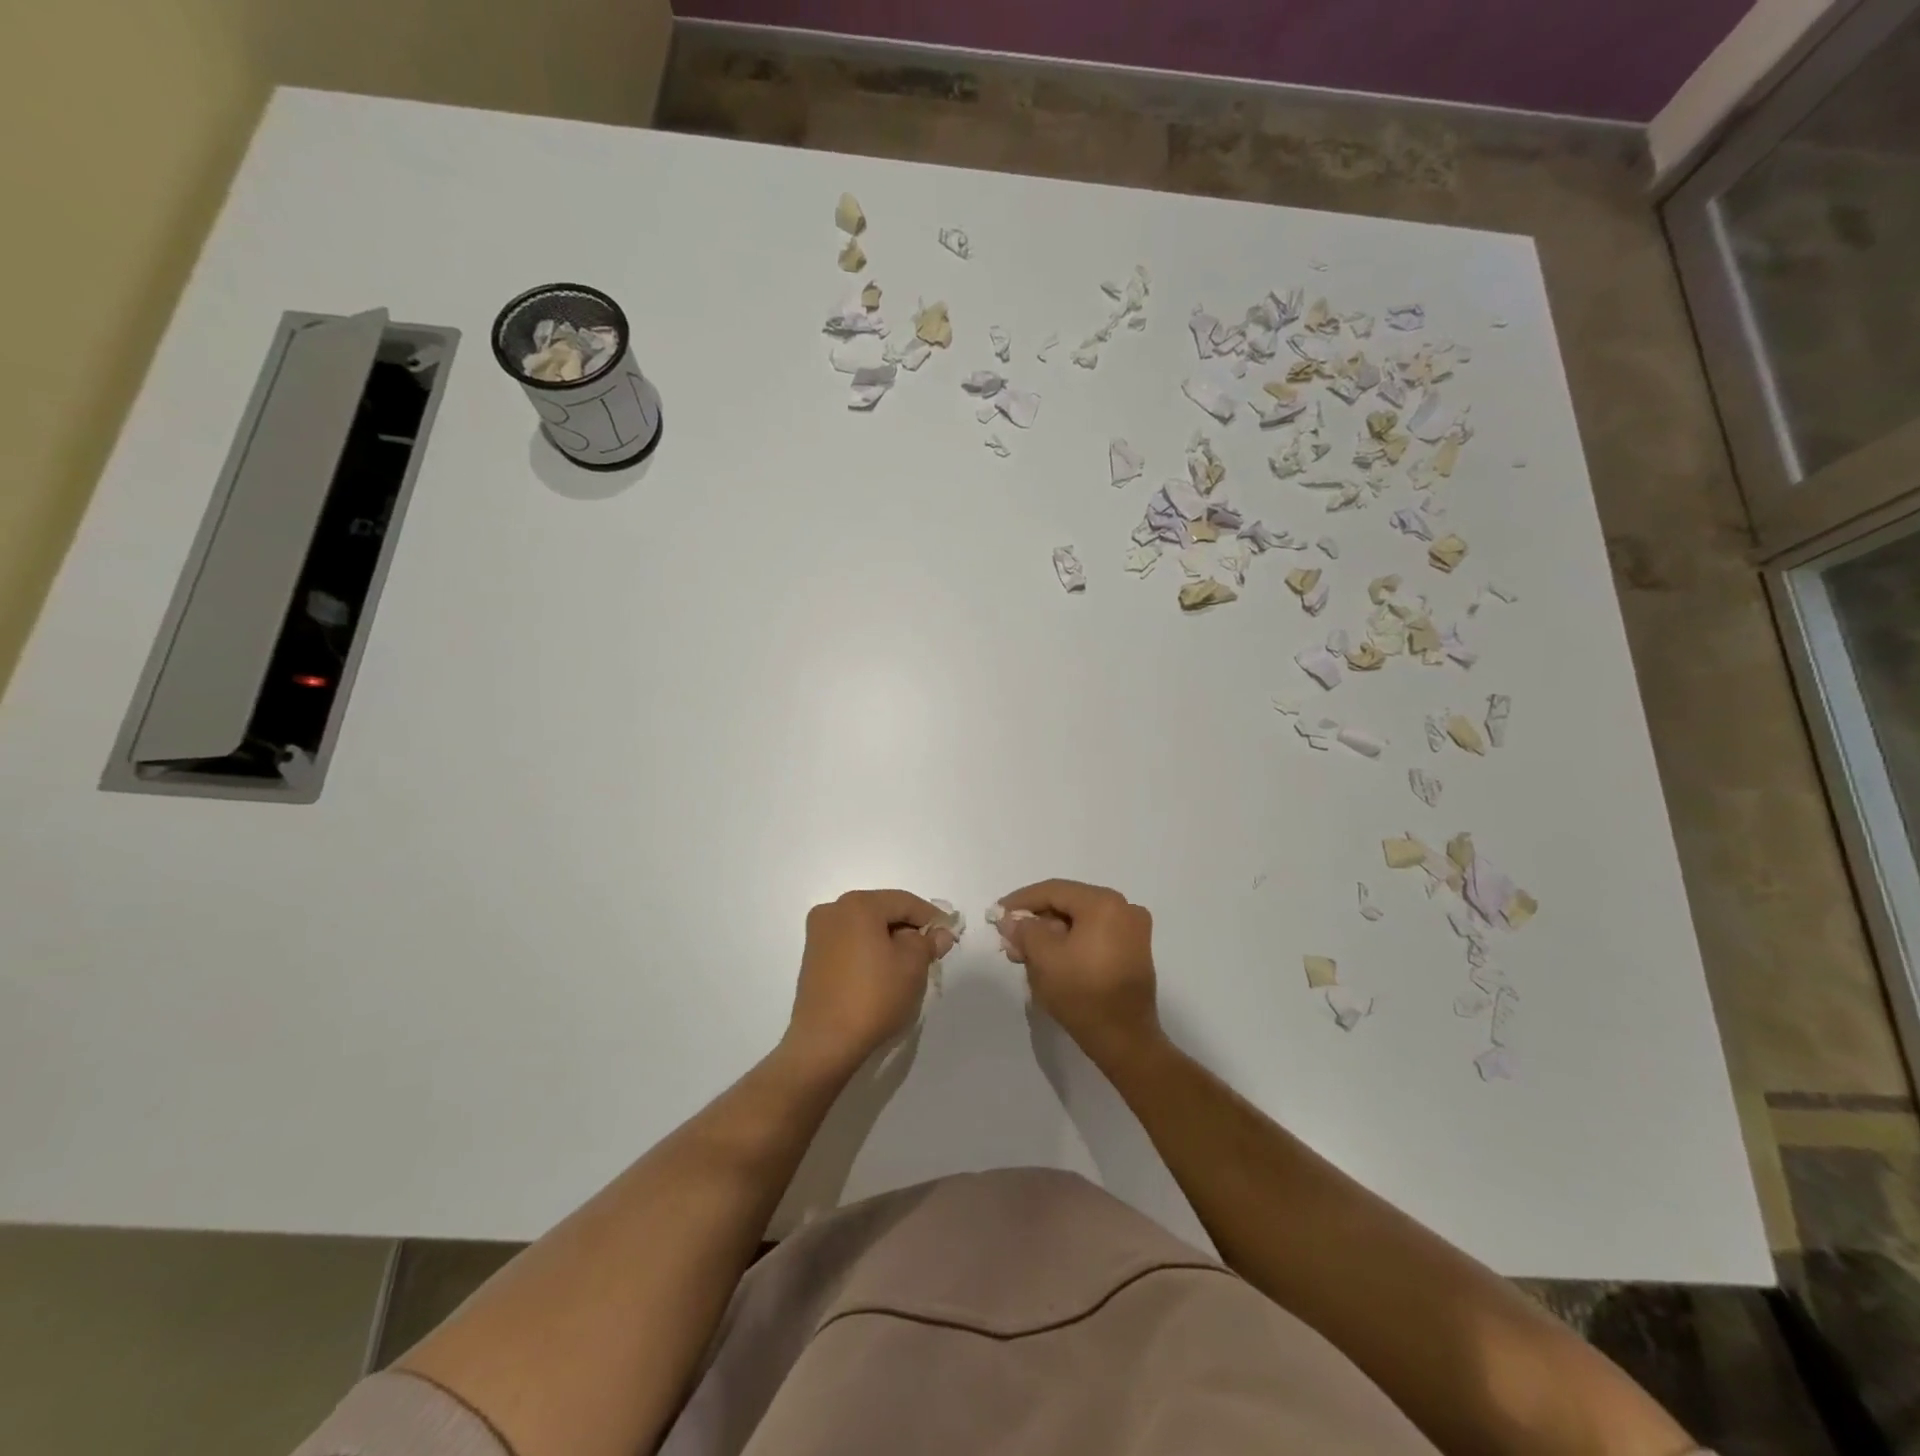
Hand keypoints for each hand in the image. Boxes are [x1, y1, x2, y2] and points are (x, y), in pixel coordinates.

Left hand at [782, 890, 954, 1076]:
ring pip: (865, 927)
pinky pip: (850, 943)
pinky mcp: (813, 957)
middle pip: (883, 911)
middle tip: (931, 950)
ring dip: (889, 940)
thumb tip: (939, 933)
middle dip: (909, 928)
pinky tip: (883, 972)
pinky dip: (869, 951)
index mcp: (858, 905)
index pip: (905, 902)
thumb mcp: (913, 965)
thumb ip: (928, 942)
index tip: (949, 934)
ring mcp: (818, 934)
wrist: (825, 1041)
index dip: (931, 917)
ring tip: (909, 964)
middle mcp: (833, 910)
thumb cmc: (874, 995)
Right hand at [996, 880, 1161, 1064]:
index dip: (1021, 900)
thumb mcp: (1044, 957)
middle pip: (1068, 905)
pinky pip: (1094, 936)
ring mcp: (1133, 931)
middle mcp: (1124, 908)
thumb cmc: (1082, 993)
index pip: (1053, 891)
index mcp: (1104, 903)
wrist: (1125, 1040)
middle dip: (1035, 922)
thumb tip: (1010, 919)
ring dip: (1051, 935)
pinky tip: (1049, 960)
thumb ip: (1024, 930)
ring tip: (1024, 955)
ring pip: (1080, 922)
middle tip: (1009, 940)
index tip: (997, 913)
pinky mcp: (1134, 952)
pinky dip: (1070, 943)